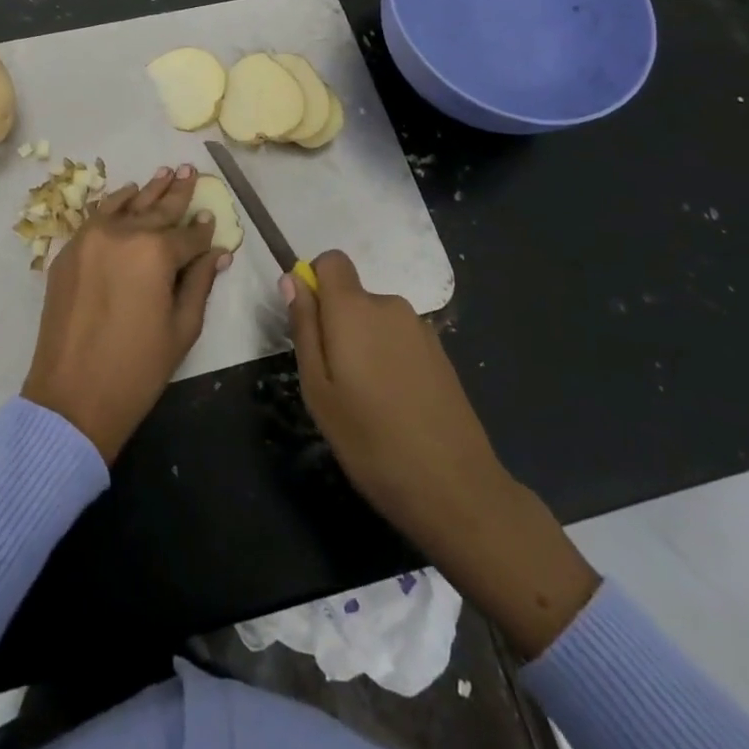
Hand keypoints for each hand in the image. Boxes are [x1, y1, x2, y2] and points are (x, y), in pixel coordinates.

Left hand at [22, 165, 230, 463]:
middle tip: (190, 170)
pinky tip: (128, 194)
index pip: (188, 236)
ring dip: (148, 190)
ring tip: (165, 173)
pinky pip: (97, 216)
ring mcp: (91, 238)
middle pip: (157, 209)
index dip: (203, 231)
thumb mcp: (182, 328)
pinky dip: (114, 203)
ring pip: (126, 204)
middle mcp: (123, 234)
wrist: (71, 395)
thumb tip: (216, 253)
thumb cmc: (137, 368)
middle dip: (177, 192)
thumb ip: (199, 282)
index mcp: (156, 253)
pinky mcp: (69, 250)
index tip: (212, 218)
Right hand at [285, 252, 598, 656]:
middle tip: (334, 381)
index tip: (311, 325)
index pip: (331, 260)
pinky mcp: (441, 353)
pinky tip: (396, 406)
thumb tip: (292, 280)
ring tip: (366, 401)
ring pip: (376, 321)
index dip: (315, 282)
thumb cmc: (371, 440)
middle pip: (352, 295)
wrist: (456, 488)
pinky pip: (399, 339)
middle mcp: (390, 305)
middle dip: (338, 324)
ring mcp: (421, 328)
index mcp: (354, 308)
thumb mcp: (318, 389)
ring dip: (365, 345)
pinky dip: (389, 359)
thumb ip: (304, 328)